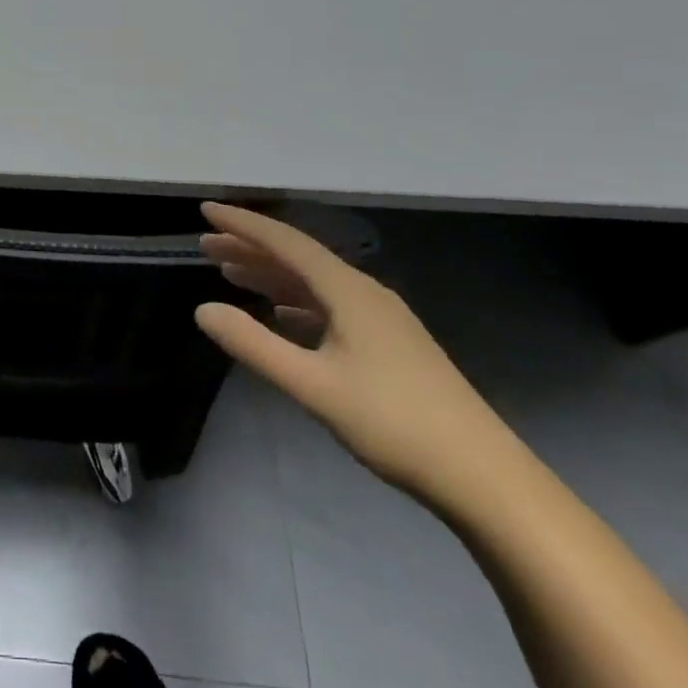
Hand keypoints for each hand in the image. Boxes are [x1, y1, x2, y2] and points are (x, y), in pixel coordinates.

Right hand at [194, 203, 517, 502]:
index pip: (285, 242)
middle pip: (298, 258)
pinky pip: (330, 305)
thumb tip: (202, 309)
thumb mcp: (313, 385)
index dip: (242, 224)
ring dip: (271, 275)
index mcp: (347, 290)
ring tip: (231, 274)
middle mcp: (364, 291)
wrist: (485, 477)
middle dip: (250, 248)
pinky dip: (296, 301)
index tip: (205, 210)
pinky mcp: (391, 344)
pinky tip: (282, 314)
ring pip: (314, 282)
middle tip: (205, 246)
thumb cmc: (393, 423)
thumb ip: (254, 345)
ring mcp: (381, 318)